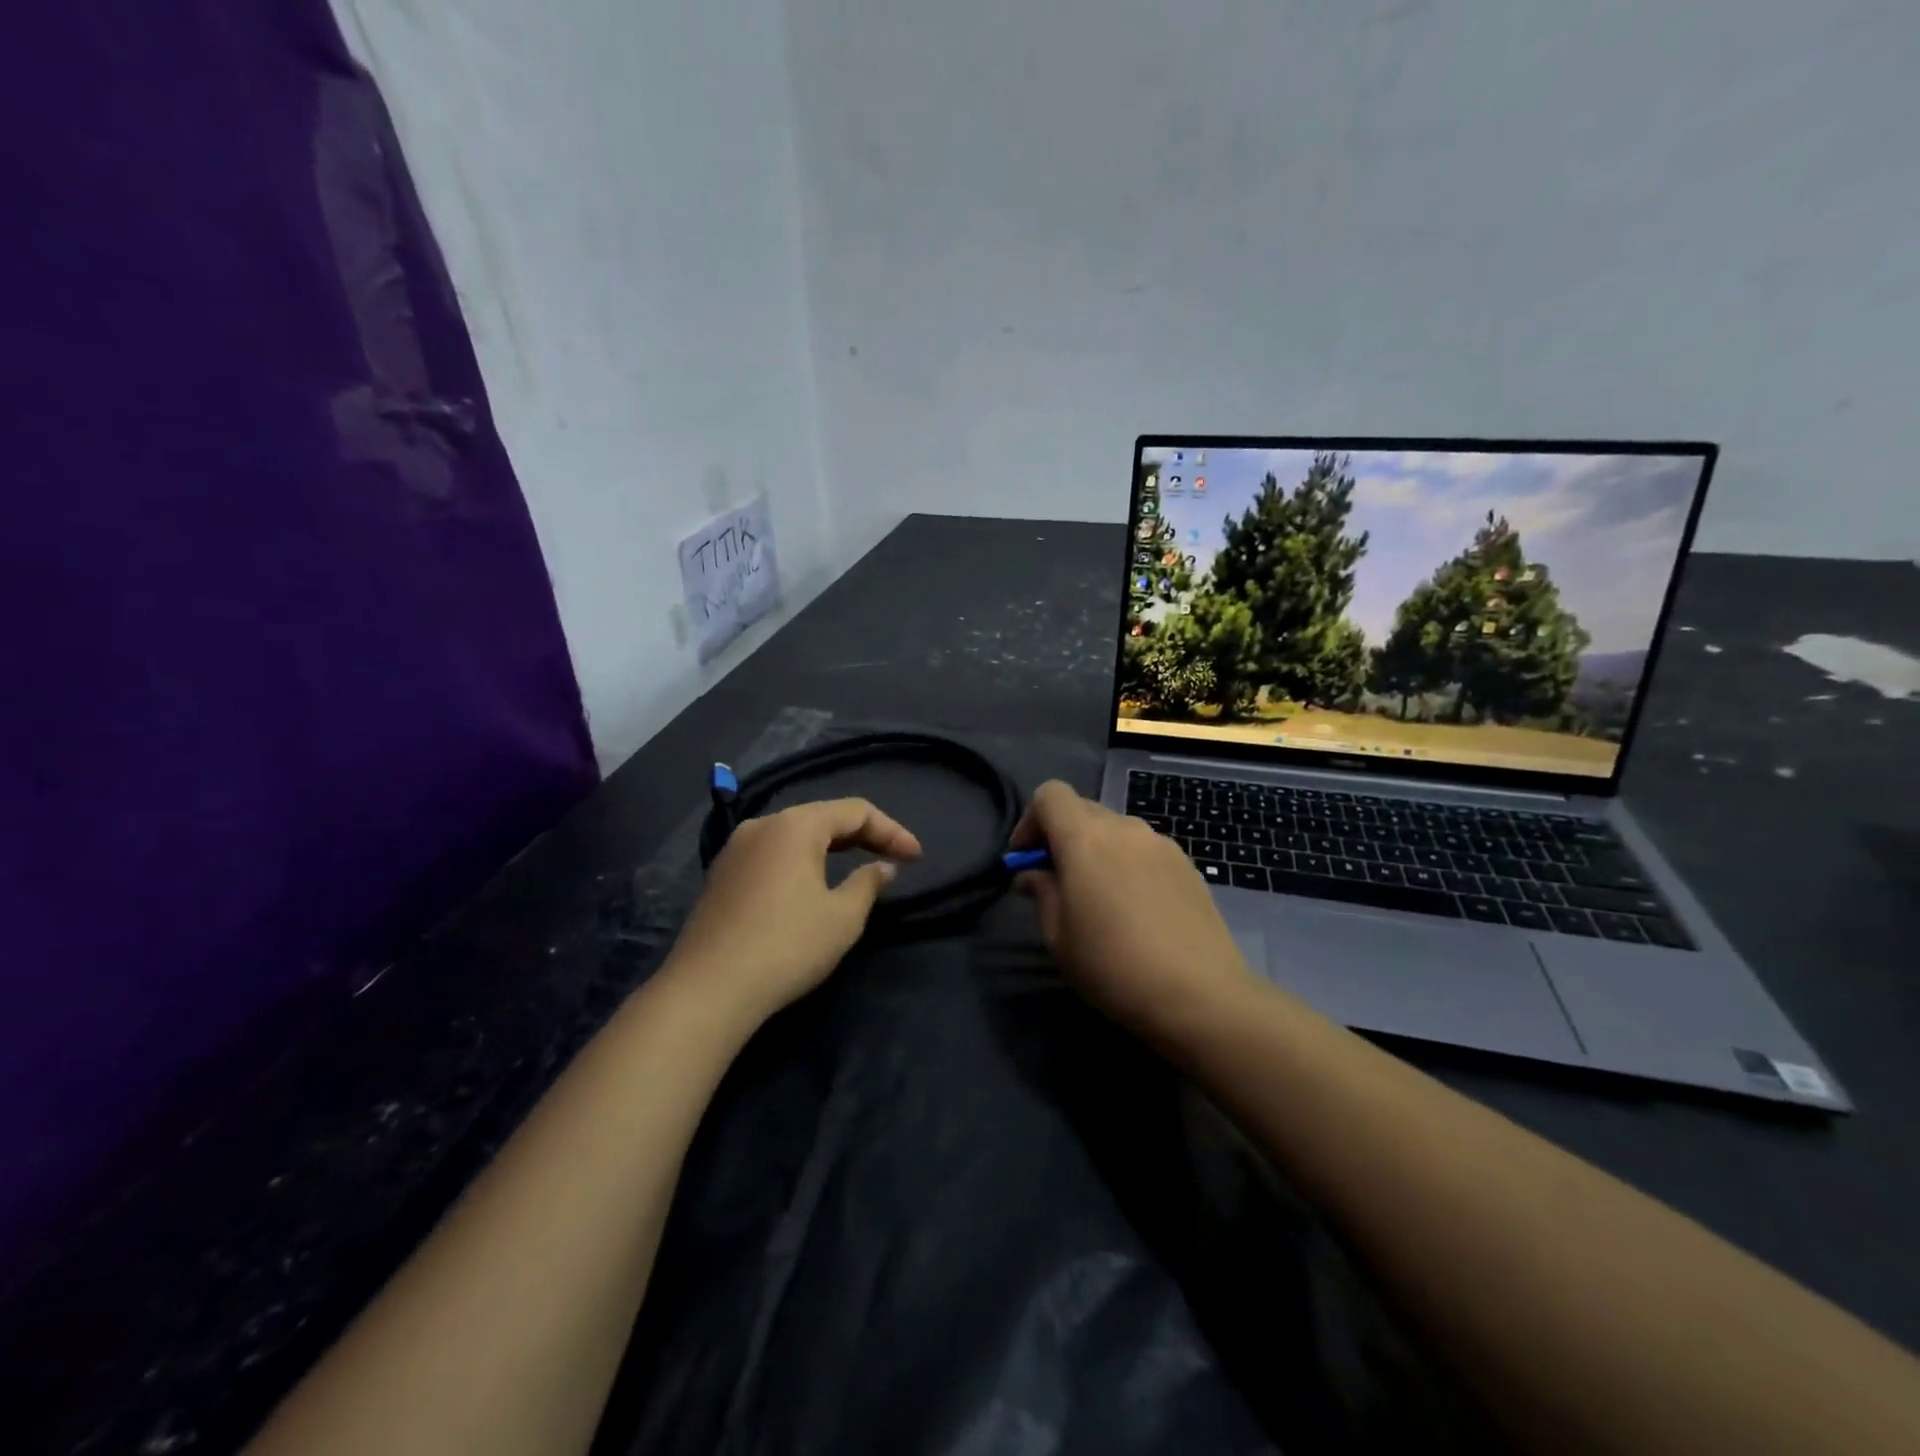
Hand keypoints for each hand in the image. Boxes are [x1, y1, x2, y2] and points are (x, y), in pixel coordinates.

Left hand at [663, 798, 921, 1022]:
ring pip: (795, 836)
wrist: (708, 990)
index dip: (891, 831)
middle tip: (893, 859)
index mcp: (795, 825)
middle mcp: (762, 825)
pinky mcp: (721, 876)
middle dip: (862, 835)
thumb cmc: (787, 946)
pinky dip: (802, 862)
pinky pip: (772, 855)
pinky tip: (812, 885)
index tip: (916, 858)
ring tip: (857, 867)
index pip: (855, 811)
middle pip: (822, 817)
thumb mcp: (842, 917)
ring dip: (831, 848)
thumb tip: (882, 866)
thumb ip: (867, 883)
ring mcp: (735, 850)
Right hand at [1009, 781, 1255, 1040]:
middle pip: (1083, 809)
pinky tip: (1136, 908)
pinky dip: (1128, 864)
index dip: (1030, 820)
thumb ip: (1042, 893)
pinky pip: (1144, 850)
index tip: (1026, 859)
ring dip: (1097, 850)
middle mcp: (1124, 828)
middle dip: (1062, 836)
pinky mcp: (1187, 865)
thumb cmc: (1113, 966)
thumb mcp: (1059, 937)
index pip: (1050, 794)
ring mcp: (1161, 844)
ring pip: (1116, 830)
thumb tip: (1032, 875)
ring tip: (1099, 898)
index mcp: (1085, 838)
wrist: (1200, 995)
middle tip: (1057, 881)